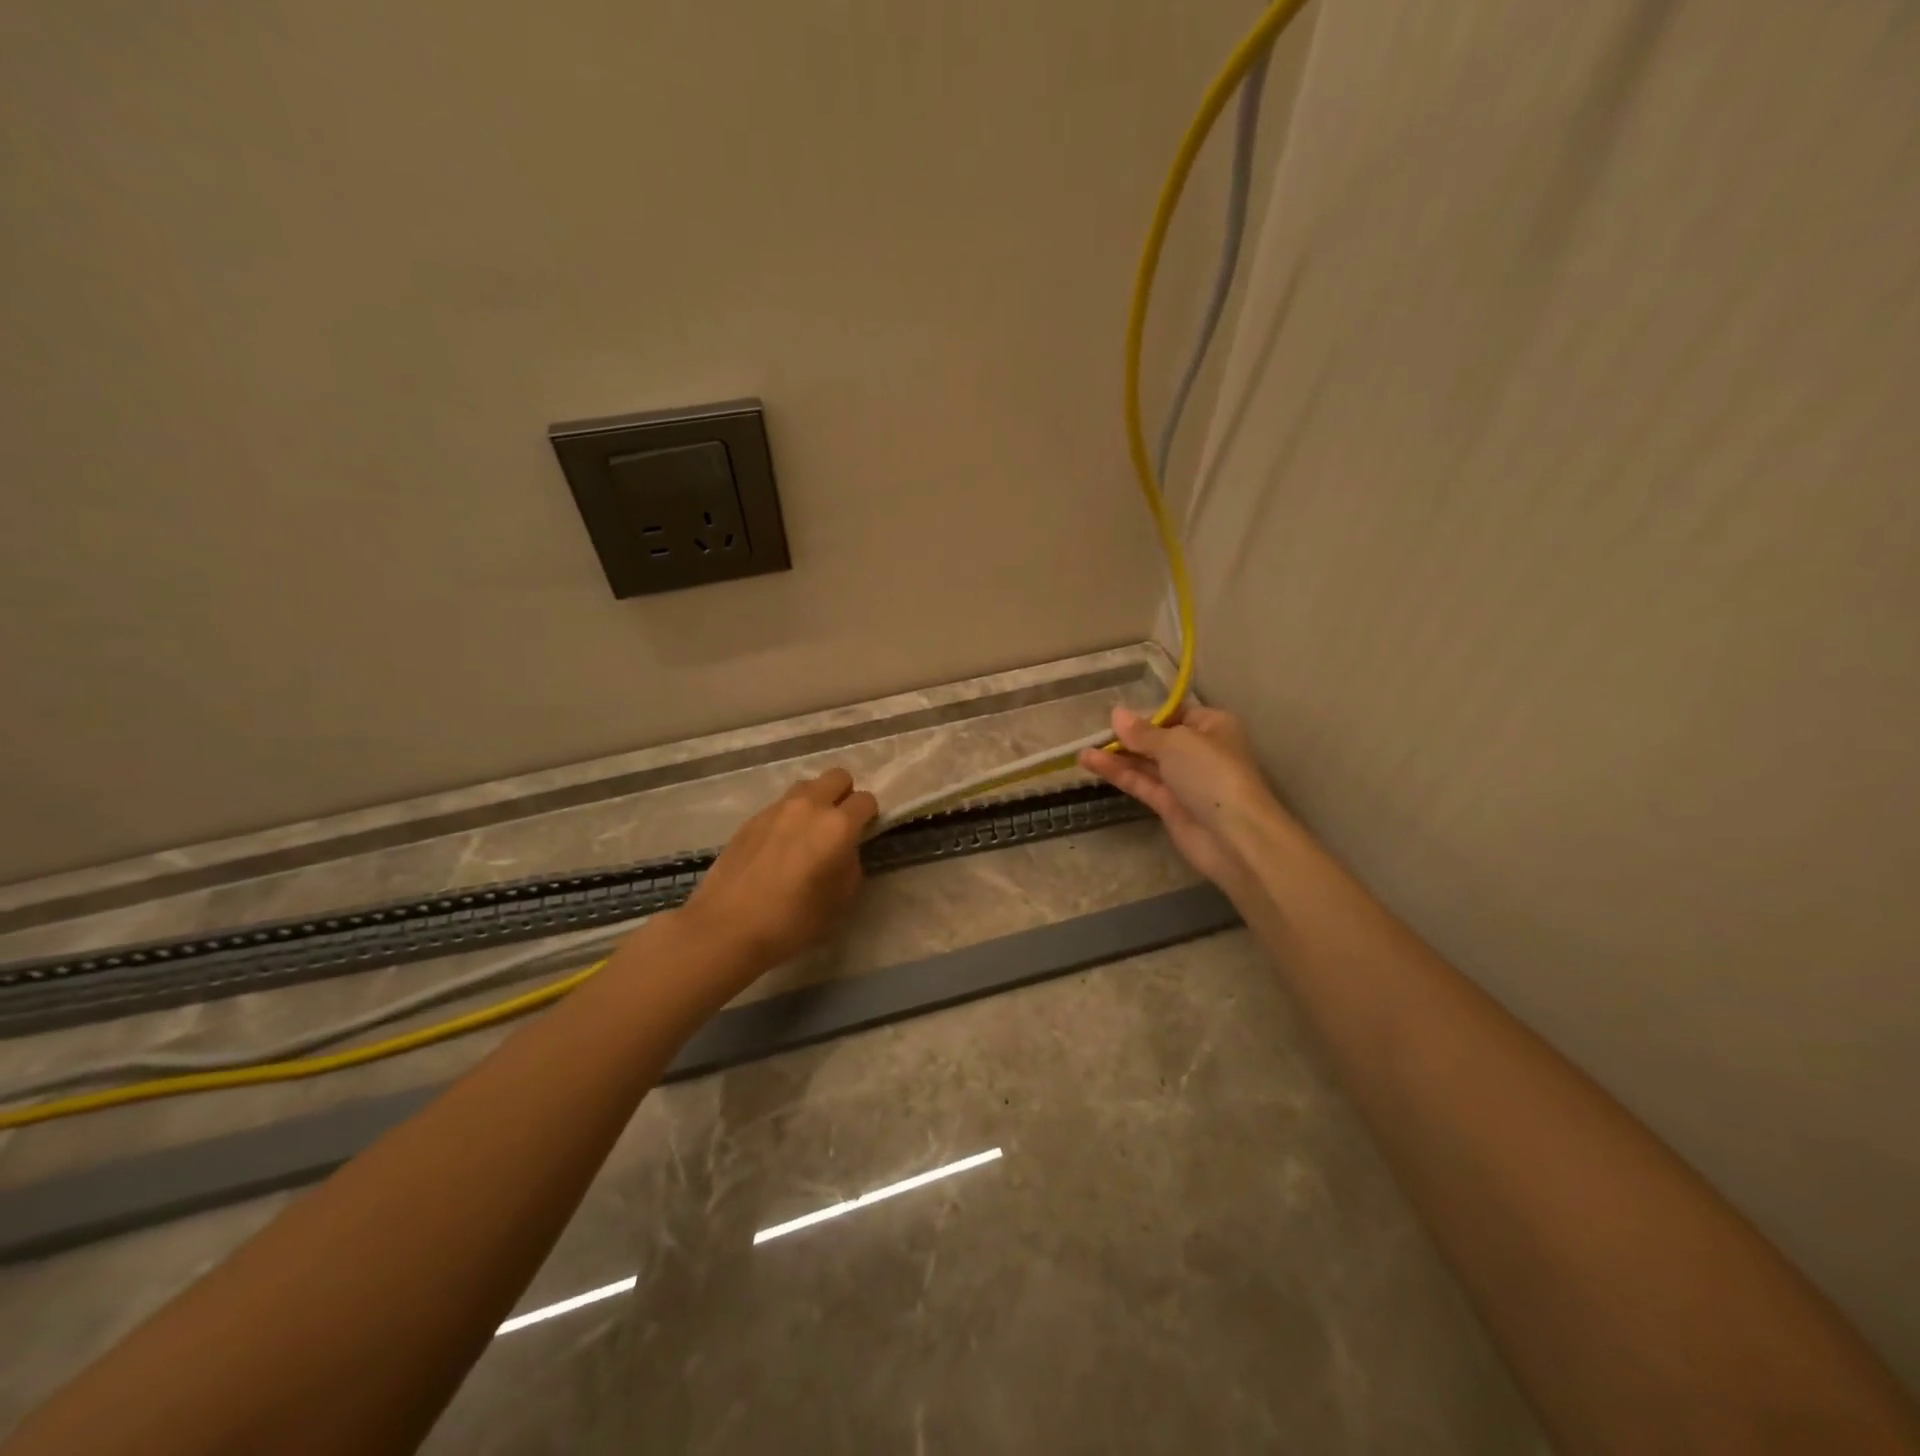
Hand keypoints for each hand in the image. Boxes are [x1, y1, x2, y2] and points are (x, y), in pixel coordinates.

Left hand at [680, 767, 877, 978]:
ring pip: (807, 786)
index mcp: (838, 826)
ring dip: (815, 801)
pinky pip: (781, 805)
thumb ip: (850, 866)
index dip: (869, 816)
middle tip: (839, 826)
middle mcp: (809, 806)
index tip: (863, 834)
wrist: (726, 927)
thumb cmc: (792, 920)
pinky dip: (789, 816)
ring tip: (808, 833)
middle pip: (838, 776)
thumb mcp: (840, 901)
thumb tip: (844, 852)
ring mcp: (777, 808)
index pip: (866, 800)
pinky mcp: (751, 818)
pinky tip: (779, 846)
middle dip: (844, 795)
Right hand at [1078, 705, 1287, 896]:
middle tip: (1093, 734)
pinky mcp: (1171, 806)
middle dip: (1128, 737)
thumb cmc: (1211, 773)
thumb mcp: (1175, 743)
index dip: (1146, 715)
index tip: (1116, 718)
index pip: (1176, 713)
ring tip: (1082, 752)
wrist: (1235, 835)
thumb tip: (1117, 714)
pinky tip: (1092, 764)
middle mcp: (1199, 751)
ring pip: (1146, 763)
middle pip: (1158, 739)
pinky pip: (1141, 783)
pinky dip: (1118, 774)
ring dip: (1116, 757)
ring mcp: (1184, 780)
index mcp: (1212, 726)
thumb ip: (1142, 732)